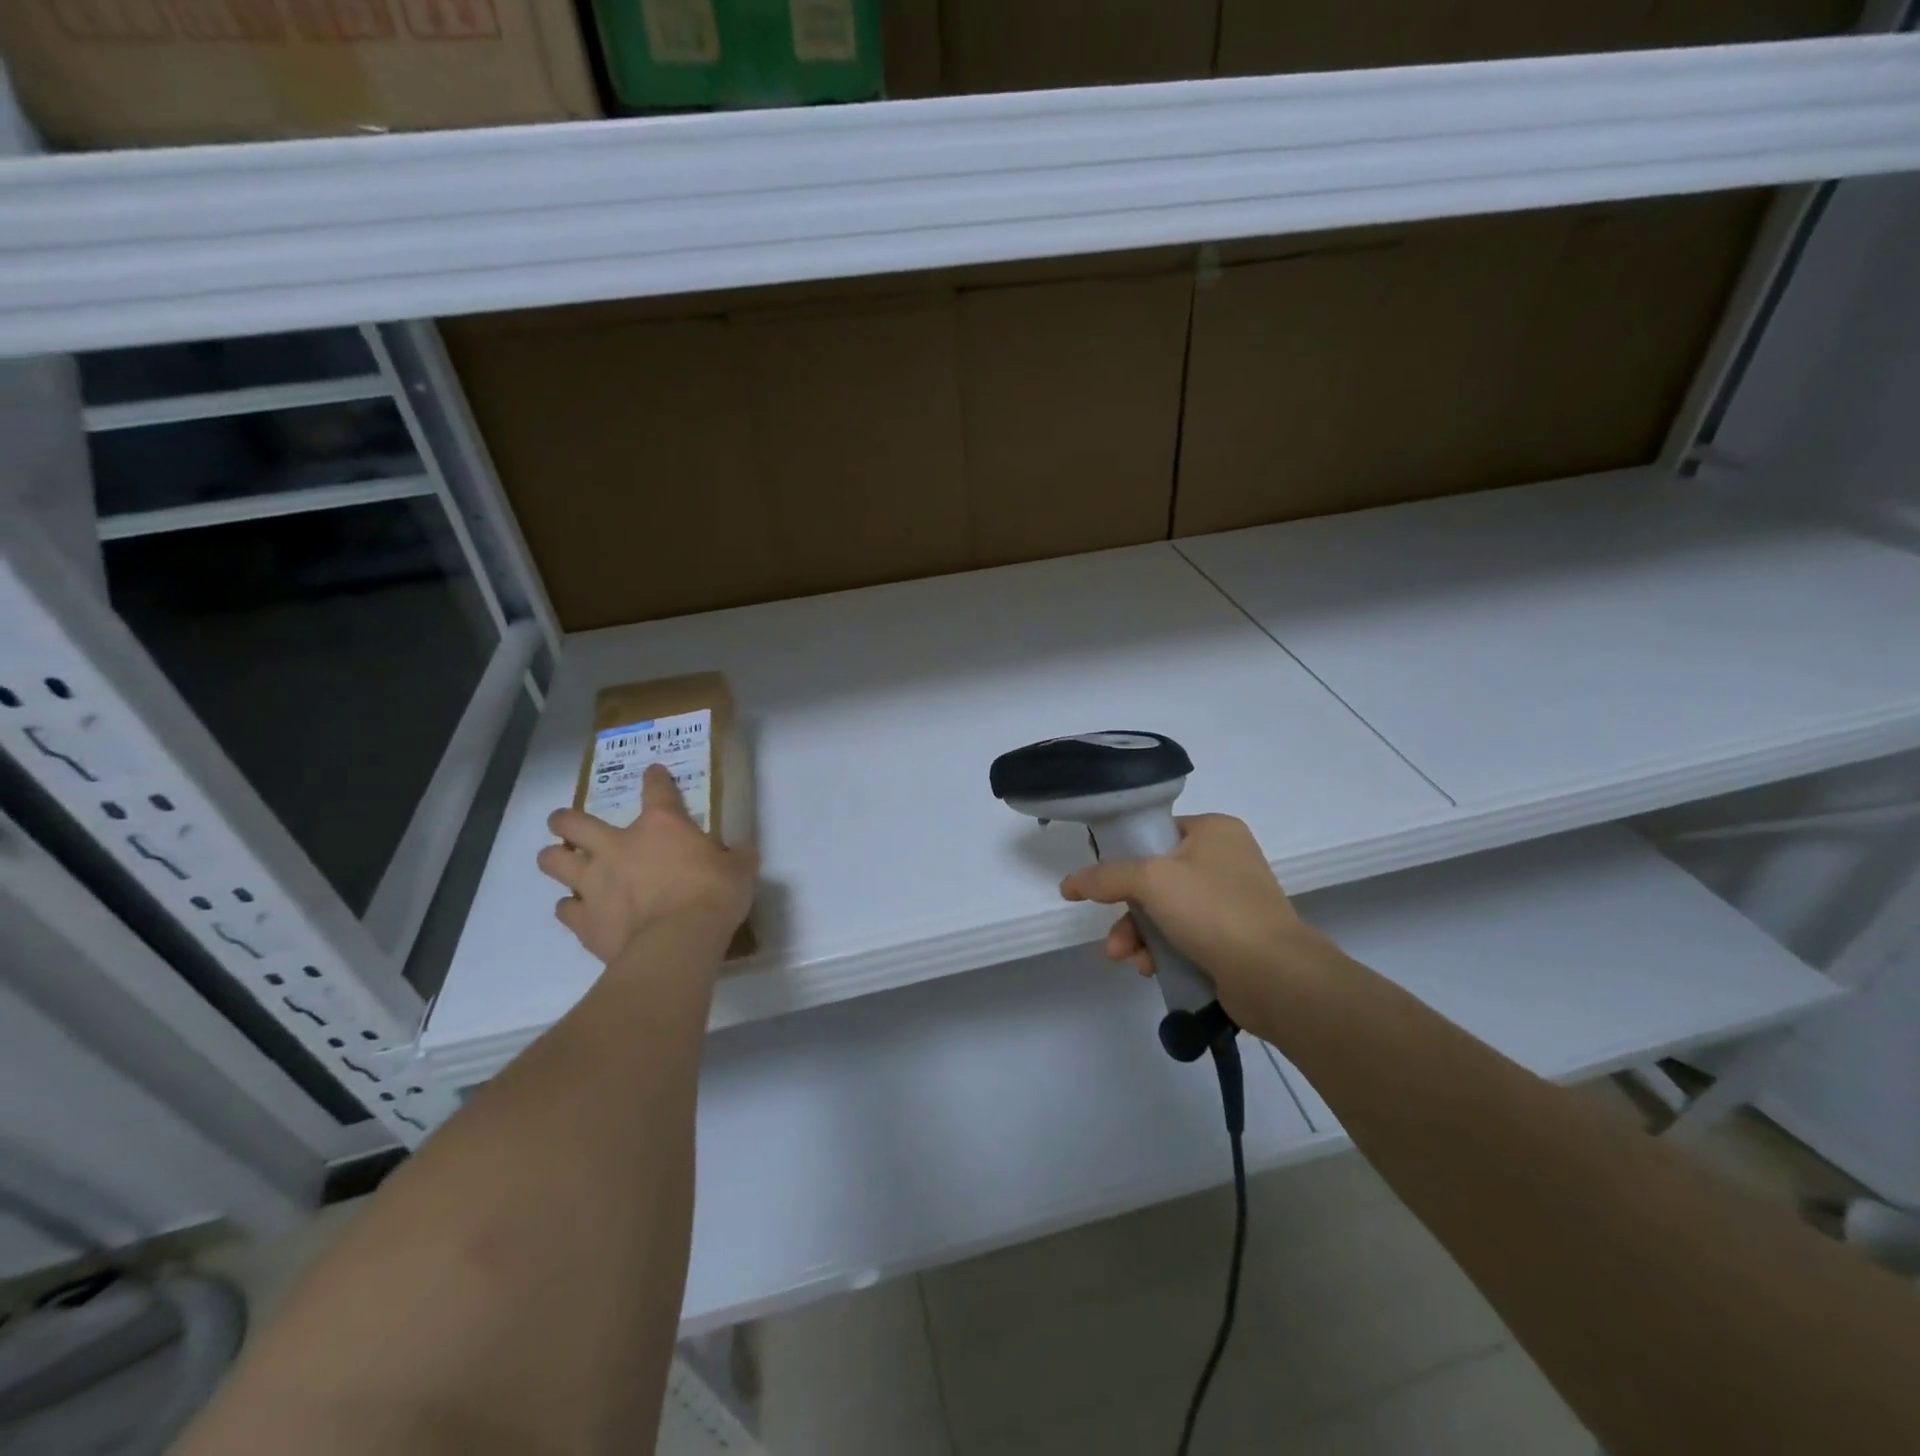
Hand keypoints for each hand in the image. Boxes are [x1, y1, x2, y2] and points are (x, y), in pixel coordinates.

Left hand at [538, 764, 757, 965]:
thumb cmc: (713, 896)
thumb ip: (736, 857)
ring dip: (555, 859)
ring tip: (562, 863)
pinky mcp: (584, 920)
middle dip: (564, 820)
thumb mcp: (739, 871)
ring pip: (553, 861)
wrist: (678, 943)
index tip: (654, 773)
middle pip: (573, 823)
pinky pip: (565, 908)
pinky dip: (571, 907)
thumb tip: (741, 853)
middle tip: (566, 824)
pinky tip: (580, 911)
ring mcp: (594, 882)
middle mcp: (618, 846)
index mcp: (661, 826)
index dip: (655, 778)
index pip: (656, 789)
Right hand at [1059, 813, 1339, 1027]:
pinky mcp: (1232, 938)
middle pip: (1155, 877)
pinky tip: (1151, 968)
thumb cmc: (1213, 911)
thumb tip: (1069, 883)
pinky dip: (1162, 950)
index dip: (1123, 855)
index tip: (1099, 880)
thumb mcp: (1151, 880)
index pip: (1155, 832)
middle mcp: (1224, 859)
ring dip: (1138, 935)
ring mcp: (1230, 900)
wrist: (1274, 977)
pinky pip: (1183, 936)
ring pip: (1165, 911)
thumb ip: (1105, 876)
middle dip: (1126, 910)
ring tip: (1126, 958)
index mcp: (1214, 830)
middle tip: (1111, 935)